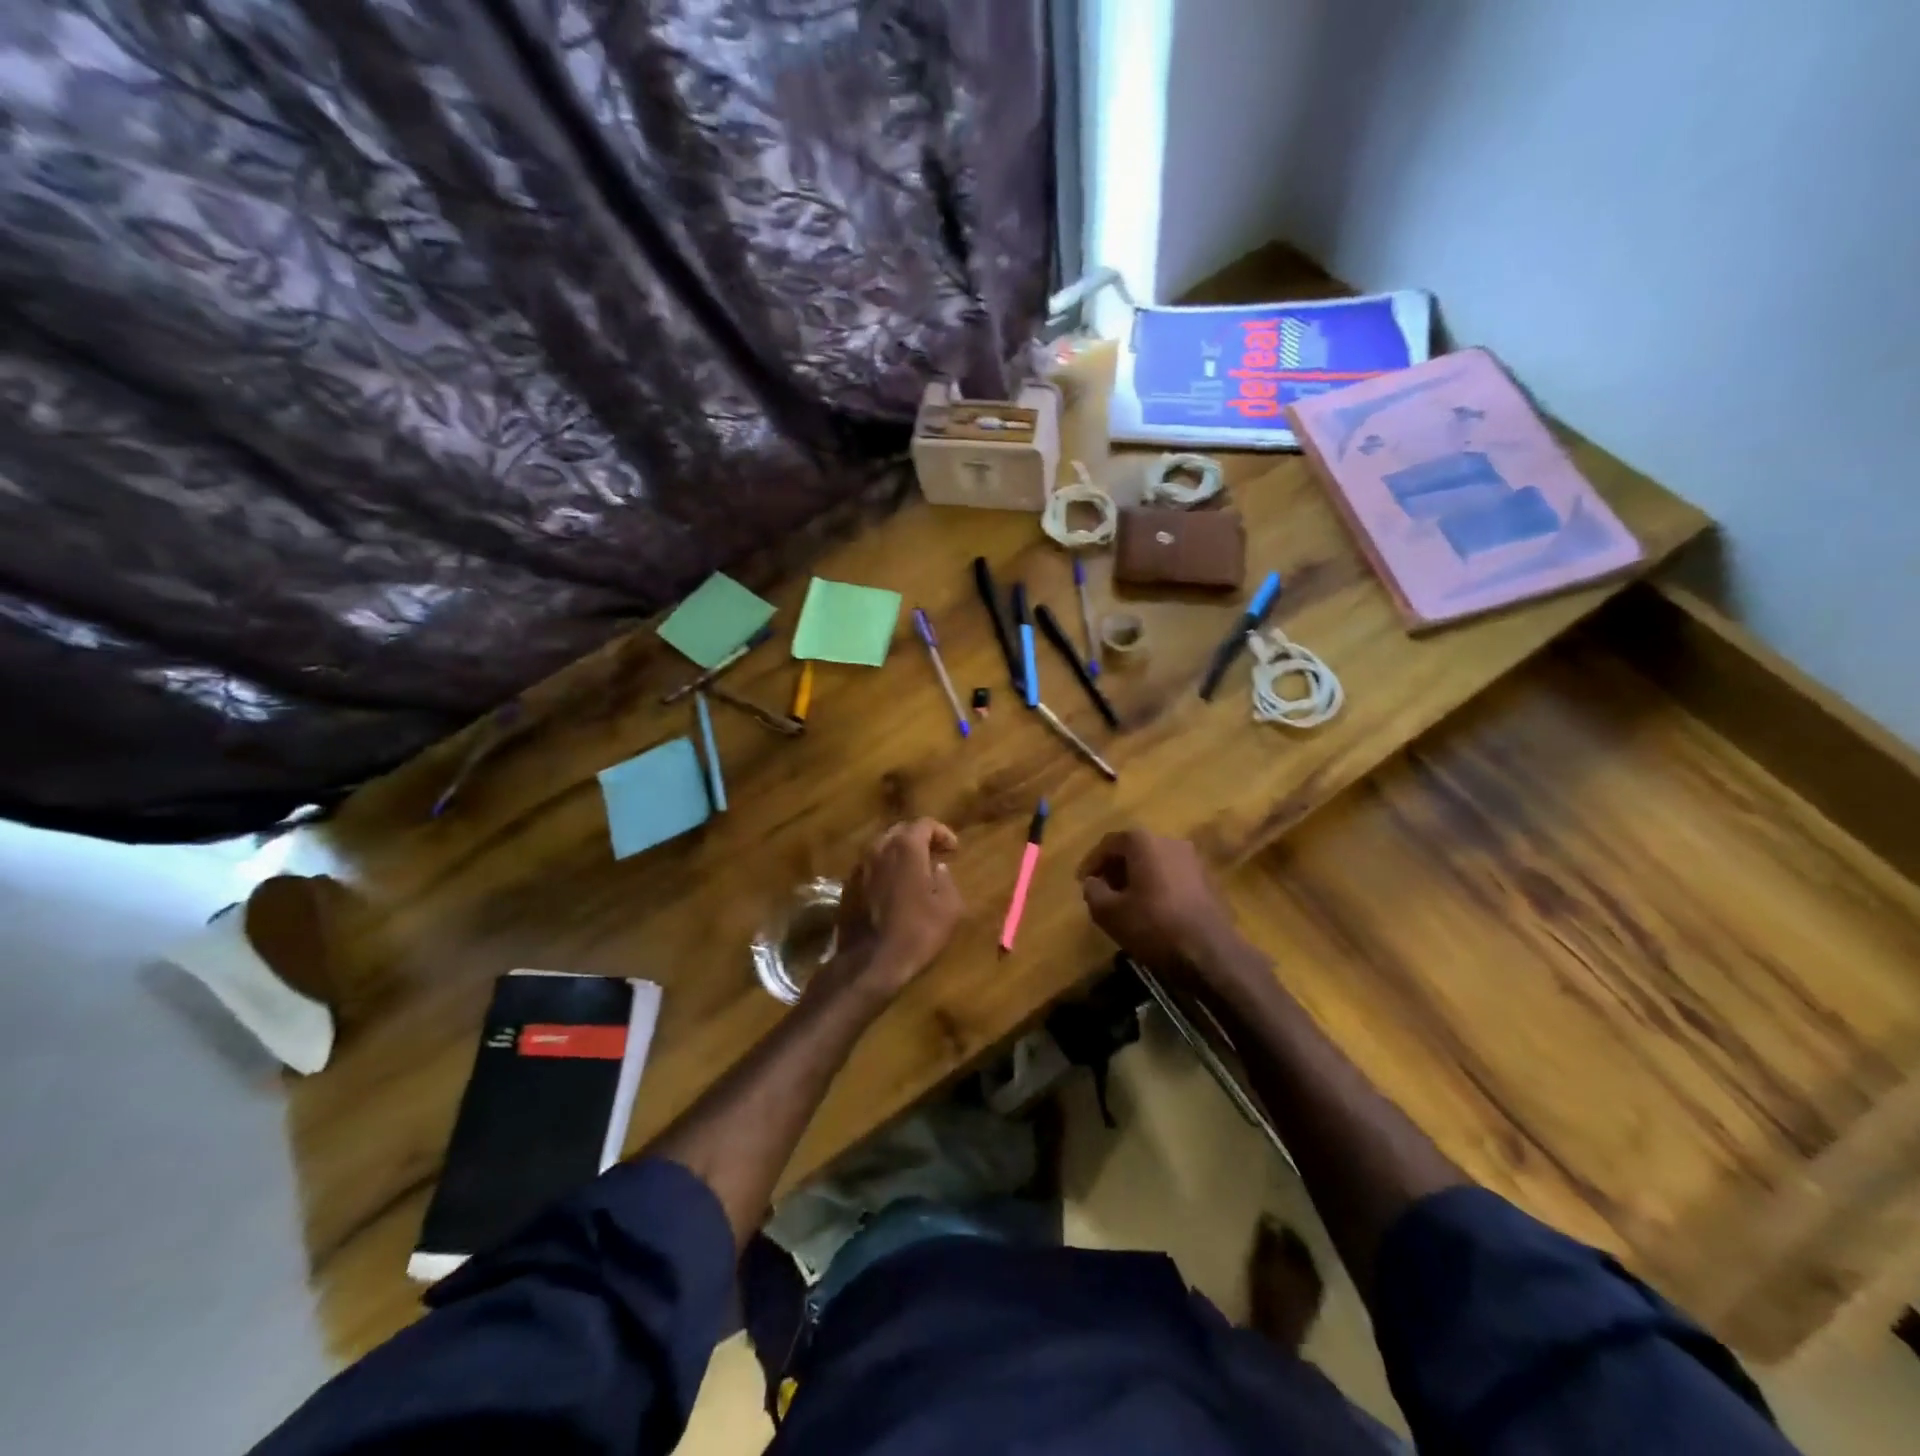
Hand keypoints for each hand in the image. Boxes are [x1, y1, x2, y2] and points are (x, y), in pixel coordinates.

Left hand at [822, 819, 963, 1001]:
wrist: (870, 962)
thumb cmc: (916, 932)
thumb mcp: (949, 907)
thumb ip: (946, 880)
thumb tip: (939, 868)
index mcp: (906, 848)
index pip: (924, 823)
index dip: (942, 832)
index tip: (954, 849)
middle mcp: (879, 848)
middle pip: (900, 831)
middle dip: (920, 839)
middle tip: (935, 855)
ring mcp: (859, 866)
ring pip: (882, 847)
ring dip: (900, 853)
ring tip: (915, 871)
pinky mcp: (848, 885)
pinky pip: (870, 866)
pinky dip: (885, 869)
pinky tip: (894, 888)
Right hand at [1078, 829, 1245, 983]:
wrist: (1210, 952)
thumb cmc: (1153, 925)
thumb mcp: (1108, 912)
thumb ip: (1092, 891)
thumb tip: (1094, 882)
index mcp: (1144, 842)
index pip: (1109, 843)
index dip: (1092, 862)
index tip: (1081, 882)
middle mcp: (1170, 841)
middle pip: (1134, 849)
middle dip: (1115, 869)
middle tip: (1102, 891)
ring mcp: (1194, 860)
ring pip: (1155, 863)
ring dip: (1137, 878)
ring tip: (1126, 903)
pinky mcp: (1208, 880)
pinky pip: (1173, 876)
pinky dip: (1158, 887)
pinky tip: (1152, 910)